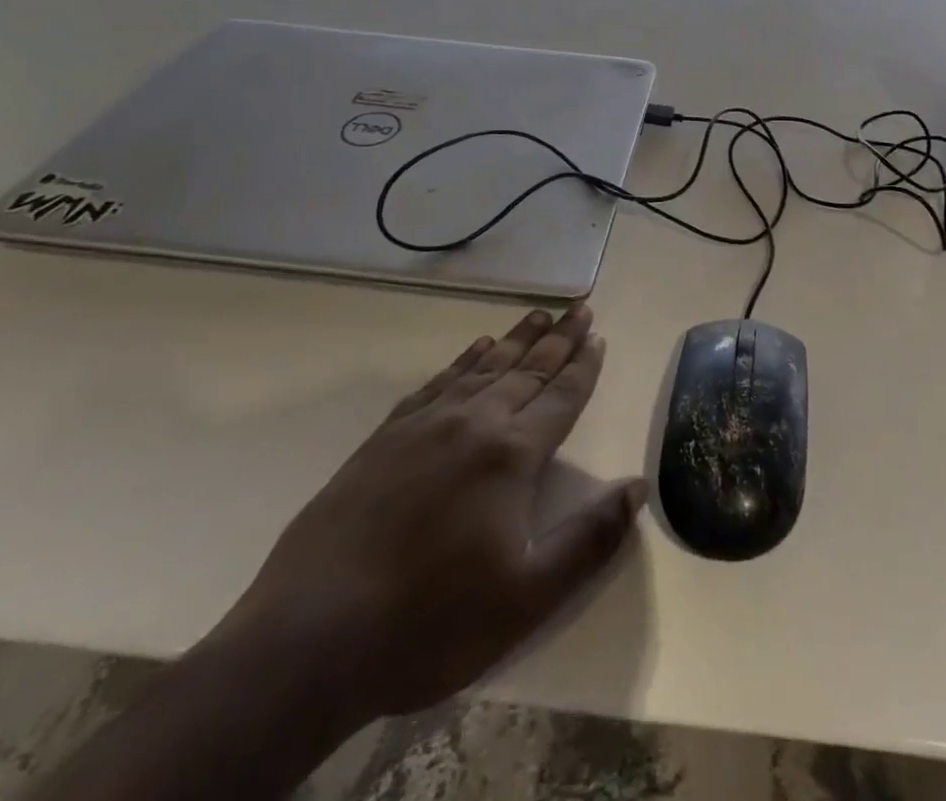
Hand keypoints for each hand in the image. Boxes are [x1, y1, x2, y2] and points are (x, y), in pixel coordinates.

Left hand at [213, 304, 644, 727]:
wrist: (309, 639)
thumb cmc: (430, 623)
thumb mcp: (527, 598)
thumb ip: (589, 540)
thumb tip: (636, 488)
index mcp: (511, 455)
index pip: (560, 396)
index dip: (584, 366)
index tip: (599, 335)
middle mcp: (473, 423)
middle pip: (527, 369)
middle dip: (559, 338)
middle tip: (580, 307)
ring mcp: (424, 425)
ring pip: (484, 367)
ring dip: (516, 338)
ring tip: (539, 315)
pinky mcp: (385, 437)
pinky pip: (437, 382)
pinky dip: (463, 360)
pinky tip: (475, 350)